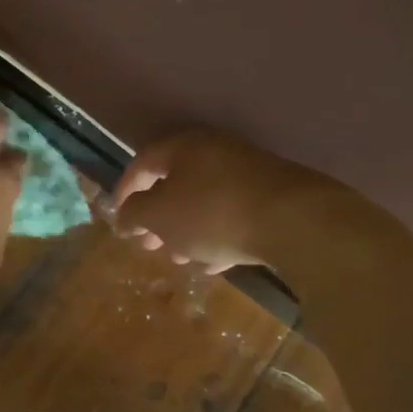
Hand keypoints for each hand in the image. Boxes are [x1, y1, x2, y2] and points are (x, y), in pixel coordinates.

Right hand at [110, 129, 330, 273]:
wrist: (294, 221)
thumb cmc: (212, 212)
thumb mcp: (159, 216)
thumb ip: (135, 214)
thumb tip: (125, 216)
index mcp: (184, 146)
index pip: (143, 162)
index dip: (124, 190)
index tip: (118, 217)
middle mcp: (215, 152)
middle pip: (175, 183)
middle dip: (158, 218)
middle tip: (147, 244)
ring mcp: (247, 174)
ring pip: (204, 202)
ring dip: (186, 231)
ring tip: (178, 259)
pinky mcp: (272, 198)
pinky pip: (233, 216)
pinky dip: (217, 237)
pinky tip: (212, 264)